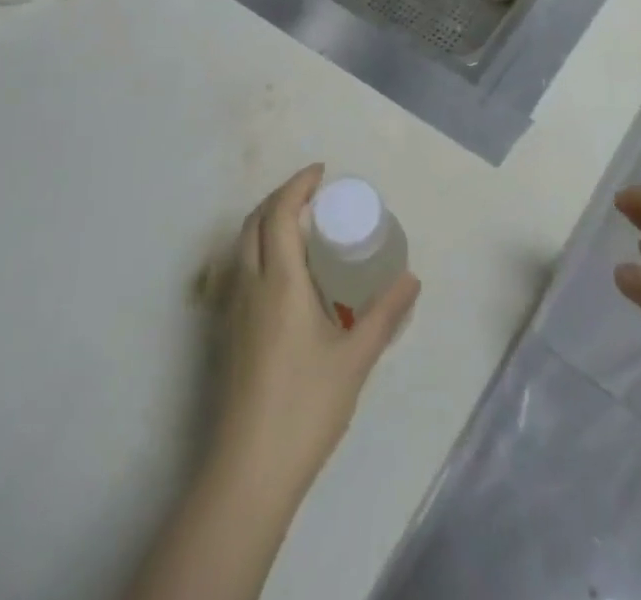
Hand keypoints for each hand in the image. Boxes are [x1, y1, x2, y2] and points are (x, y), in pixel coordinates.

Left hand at [217, 165, 419, 493]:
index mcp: (279, 280)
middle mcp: (250, 284)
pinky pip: (240, 269)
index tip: (321, 172)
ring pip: (242, 245)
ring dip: (266, 222)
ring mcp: (233, 309)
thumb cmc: (305, 406)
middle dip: (281, 197)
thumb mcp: (355, 358)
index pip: (281, 212)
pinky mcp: (228, 332)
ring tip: (300, 227)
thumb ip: (385, 315)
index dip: (298, 184)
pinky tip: (283, 274)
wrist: (249, 469)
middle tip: (313, 195)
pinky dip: (259, 248)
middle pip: (255, 221)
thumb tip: (412, 279)